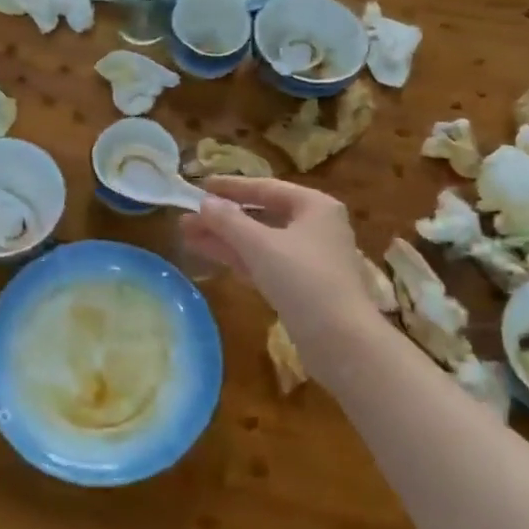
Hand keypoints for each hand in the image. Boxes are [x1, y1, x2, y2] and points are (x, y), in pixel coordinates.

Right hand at [179, 176, 381, 385]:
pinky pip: (264, 263)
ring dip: (225, 238)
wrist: (342, 342)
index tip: (200, 186)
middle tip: (186, 217)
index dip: (231, 187)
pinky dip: (239, 258)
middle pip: (261, 215)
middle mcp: (315, 227)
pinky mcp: (302, 287)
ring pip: (260, 242)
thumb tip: (204, 203)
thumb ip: (229, 221)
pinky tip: (210, 255)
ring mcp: (309, 259)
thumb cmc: (304, 280)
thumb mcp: (260, 245)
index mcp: (314, 206)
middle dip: (222, 217)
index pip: (266, 187)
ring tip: (186, 235)